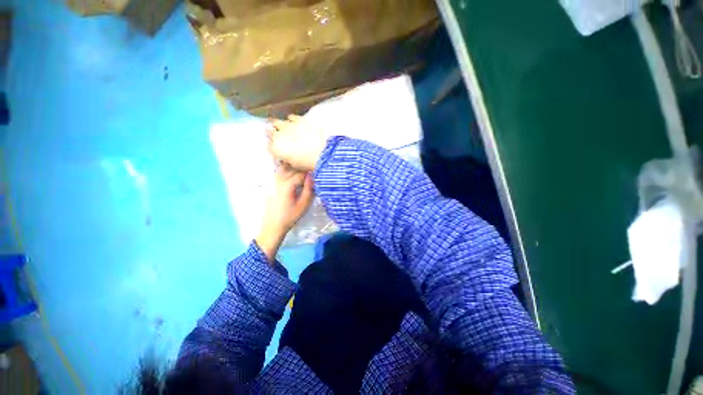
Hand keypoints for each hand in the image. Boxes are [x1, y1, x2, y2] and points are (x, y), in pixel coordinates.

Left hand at [256, 164, 314, 261]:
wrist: (272, 225)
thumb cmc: (290, 217)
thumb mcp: (303, 205)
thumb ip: (309, 189)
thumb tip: (313, 176)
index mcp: (288, 185)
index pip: (302, 172)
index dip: (311, 171)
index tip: (318, 171)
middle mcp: (279, 179)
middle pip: (293, 167)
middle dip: (304, 167)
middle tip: (313, 169)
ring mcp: (274, 181)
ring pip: (285, 167)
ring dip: (296, 166)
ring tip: (305, 169)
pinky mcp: (272, 183)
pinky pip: (280, 171)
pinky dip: (288, 169)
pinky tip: (294, 171)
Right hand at [269, 115, 326, 171]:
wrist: (322, 152)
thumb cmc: (308, 163)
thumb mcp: (296, 166)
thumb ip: (287, 161)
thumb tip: (286, 161)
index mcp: (276, 149)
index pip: (268, 145)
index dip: (272, 146)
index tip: (276, 147)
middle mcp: (278, 135)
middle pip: (270, 131)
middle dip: (273, 133)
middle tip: (279, 136)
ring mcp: (288, 125)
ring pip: (278, 122)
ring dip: (281, 126)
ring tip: (287, 129)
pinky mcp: (299, 119)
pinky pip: (292, 117)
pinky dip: (293, 120)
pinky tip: (297, 123)